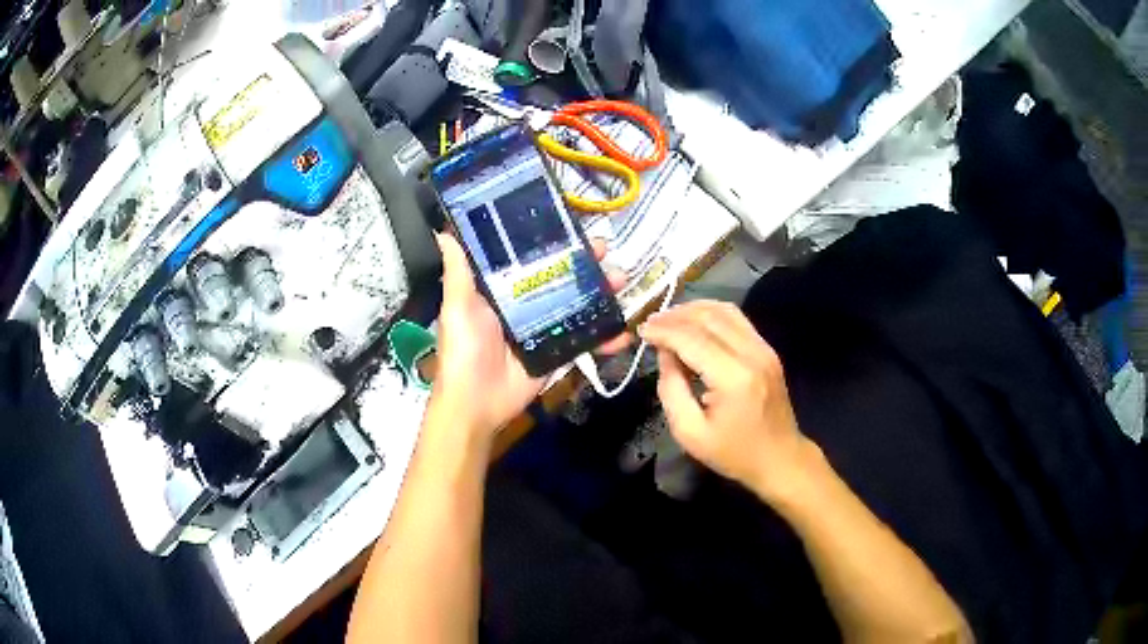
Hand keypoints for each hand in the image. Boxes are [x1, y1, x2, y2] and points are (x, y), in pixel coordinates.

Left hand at [431, 233, 628, 439]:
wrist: (477, 404)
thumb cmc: (464, 351)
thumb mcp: (458, 307)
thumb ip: (458, 271)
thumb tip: (444, 232)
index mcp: (501, 288)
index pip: (529, 257)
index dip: (551, 241)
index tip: (572, 226)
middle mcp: (524, 303)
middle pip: (560, 277)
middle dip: (585, 263)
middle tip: (606, 251)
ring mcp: (544, 328)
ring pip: (578, 303)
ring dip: (601, 292)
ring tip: (620, 281)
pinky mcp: (557, 352)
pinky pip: (584, 339)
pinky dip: (605, 337)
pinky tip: (622, 332)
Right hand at [639, 301, 813, 501]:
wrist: (779, 458)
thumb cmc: (733, 453)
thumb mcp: (689, 433)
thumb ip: (671, 389)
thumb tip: (665, 353)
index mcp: (733, 378)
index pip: (692, 339)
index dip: (663, 331)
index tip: (641, 331)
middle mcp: (752, 354)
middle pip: (708, 318)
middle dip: (675, 316)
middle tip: (650, 324)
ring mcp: (763, 348)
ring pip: (724, 311)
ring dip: (693, 310)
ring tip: (669, 319)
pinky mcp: (767, 349)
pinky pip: (737, 319)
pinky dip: (712, 314)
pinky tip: (694, 322)